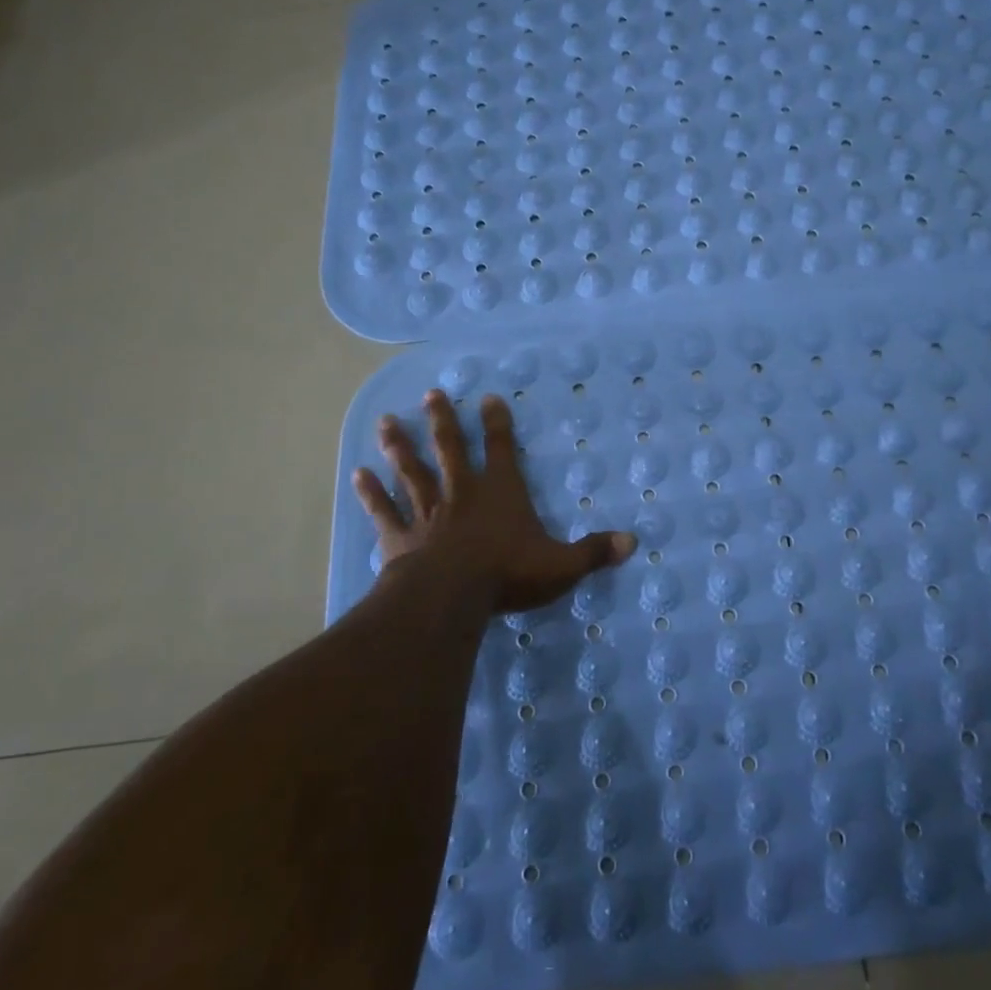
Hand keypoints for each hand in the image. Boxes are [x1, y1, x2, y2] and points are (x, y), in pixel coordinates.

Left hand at [353, 389, 636, 615]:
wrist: (450, 596)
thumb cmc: (507, 574)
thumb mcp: (561, 565)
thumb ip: (594, 553)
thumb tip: (633, 543)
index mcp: (500, 493)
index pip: (502, 449)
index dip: (497, 423)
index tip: (487, 397)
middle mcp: (462, 493)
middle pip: (449, 449)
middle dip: (442, 421)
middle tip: (431, 394)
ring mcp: (427, 512)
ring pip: (411, 471)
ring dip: (399, 446)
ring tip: (386, 421)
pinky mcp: (401, 537)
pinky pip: (384, 510)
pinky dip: (371, 492)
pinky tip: (357, 474)